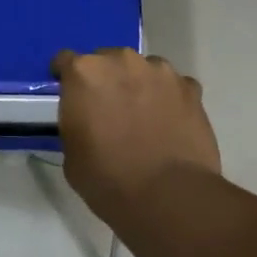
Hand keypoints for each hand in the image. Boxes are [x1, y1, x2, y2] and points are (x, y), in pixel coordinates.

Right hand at [52, 48, 220, 223]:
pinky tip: (169, 123)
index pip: (66, 61)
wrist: (168, 195)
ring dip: (139, 85)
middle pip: (108, 60)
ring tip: (143, 116)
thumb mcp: (72, 155)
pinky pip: (173, 86)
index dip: (66, 78)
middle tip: (109, 110)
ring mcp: (160, 72)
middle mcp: (122, 61)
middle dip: (106, 80)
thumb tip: (87, 123)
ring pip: (143, 70)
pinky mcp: (190, 88)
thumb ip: (76, 124)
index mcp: (85, 73)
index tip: (70, 95)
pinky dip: (169, 99)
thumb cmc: (108, 179)